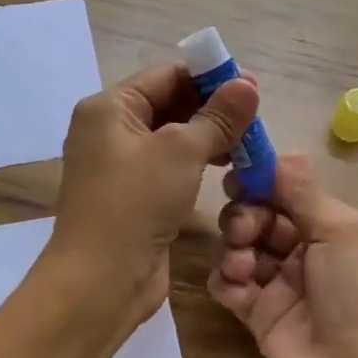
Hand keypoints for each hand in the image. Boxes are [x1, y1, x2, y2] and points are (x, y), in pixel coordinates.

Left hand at [48, 64, 258, 326]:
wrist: (100, 281)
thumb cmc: (135, 203)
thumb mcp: (181, 152)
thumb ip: (217, 117)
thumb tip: (248, 84)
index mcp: (109, 108)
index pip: (165, 76)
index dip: (209, 78)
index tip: (251, 87)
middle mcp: (110, 130)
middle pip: (169, 104)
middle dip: (212, 109)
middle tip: (256, 117)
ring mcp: (120, 166)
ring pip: (173, 138)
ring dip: (209, 137)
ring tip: (249, 144)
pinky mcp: (134, 196)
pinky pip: (170, 167)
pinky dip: (197, 163)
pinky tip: (228, 169)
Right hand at [208, 154, 357, 357]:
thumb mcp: (343, 232)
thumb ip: (304, 193)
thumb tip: (282, 154)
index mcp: (333, 226)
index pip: (288, 190)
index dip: (262, 181)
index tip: (238, 175)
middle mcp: (306, 250)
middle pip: (259, 215)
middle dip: (245, 214)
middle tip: (245, 230)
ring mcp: (280, 284)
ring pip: (240, 246)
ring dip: (234, 247)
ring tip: (244, 265)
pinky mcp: (258, 315)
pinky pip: (229, 285)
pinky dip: (226, 280)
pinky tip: (237, 287)